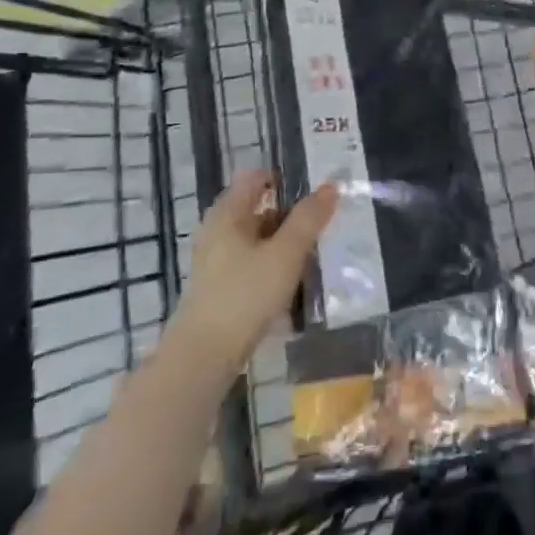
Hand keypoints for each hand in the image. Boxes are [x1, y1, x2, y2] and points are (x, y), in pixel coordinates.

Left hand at [171, 172, 337, 370]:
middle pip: (259, 208)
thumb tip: (331, 186)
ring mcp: (216, 260)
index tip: (314, 191)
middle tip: (323, 224)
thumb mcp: (286, 253)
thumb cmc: (245, 295)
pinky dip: (273, 265)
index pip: (256, 177)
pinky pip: (252, 263)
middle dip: (291, 214)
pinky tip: (293, 283)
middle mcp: (218, 230)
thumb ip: (309, 218)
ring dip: (284, 243)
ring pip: (257, 238)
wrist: (203, 357)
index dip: (284, 178)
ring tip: (314, 255)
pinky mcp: (219, 287)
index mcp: (228, 213)